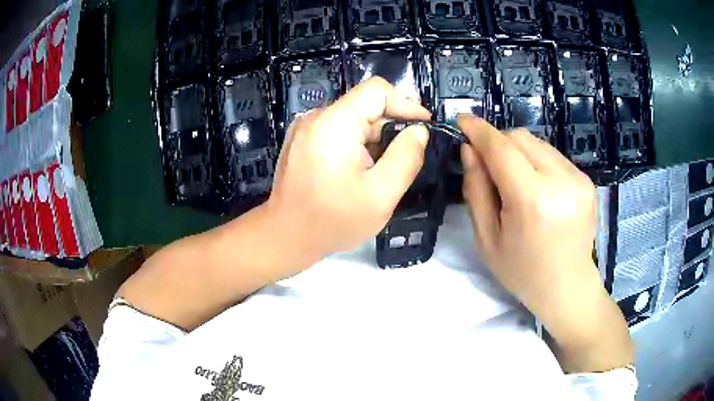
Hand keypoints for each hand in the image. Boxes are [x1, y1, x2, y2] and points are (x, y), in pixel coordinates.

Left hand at [265, 77, 430, 259]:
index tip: (423, 127)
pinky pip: (338, 129)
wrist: (286, 236)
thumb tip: (419, 131)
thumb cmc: (333, 220)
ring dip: (374, 138)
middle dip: (391, 127)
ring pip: (353, 119)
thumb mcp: (381, 195)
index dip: (406, 104)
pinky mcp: (302, 139)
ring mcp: (306, 127)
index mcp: (334, 123)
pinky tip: (360, 170)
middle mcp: (317, 117)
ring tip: (382, 170)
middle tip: (405, 158)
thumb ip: (406, 158)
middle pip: (365, 105)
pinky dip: (357, 143)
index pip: (377, 90)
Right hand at [458, 115, 631, 371]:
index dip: (479, 130)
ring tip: (514, 179)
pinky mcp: (587, 180)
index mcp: (533, 201)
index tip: (462, 120)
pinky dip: (536, 161)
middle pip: (520, 138)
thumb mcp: (487, 239)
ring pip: (537, 143)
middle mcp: (561, 182)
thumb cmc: (523, 271)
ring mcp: (578, 179)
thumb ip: (476, 189)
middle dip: (498, 142)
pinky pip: (553, 155)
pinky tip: (536, 186)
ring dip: (518, 151)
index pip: (501, 148)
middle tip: (487, 163)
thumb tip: (469, 149)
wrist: (568, 287)